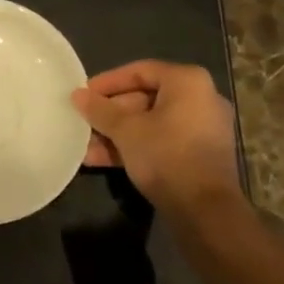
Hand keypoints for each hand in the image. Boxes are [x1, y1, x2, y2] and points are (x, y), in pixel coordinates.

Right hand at [72, 61, 237, 208]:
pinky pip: (162, 141)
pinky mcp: (200, 155)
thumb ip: (100, 110)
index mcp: (188, 82)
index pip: (140, 71)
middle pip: (145, 98)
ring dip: (118, 133)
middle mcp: (201, 99)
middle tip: (85, 121)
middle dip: (111, 113)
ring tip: (86, 146)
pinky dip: (136, 146)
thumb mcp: (126, 130)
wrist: (206, 212)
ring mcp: (203, 129)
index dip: (108, 82)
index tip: (84, 94)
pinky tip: (102, 160)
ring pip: (151, 123)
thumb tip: (77, 95)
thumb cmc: (166, 156)